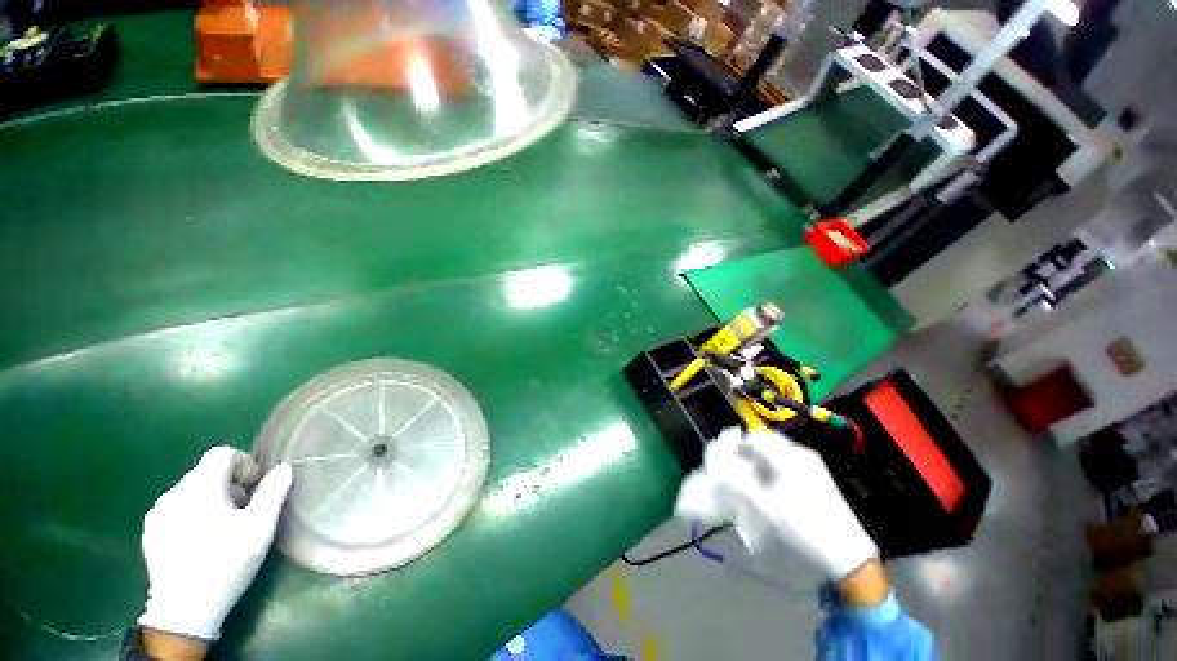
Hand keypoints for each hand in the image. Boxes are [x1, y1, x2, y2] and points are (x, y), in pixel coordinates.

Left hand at [139, 446, 293, 642]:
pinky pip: (175, 508)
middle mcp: (174, 492)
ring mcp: (158, 513)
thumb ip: (273, 492)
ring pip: (190, 491)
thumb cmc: (227, 562)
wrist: (185, 609)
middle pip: (205, 472)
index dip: (243, 463)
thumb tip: (283, 468)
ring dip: (210, 499)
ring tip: (223, 526)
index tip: (255, 485)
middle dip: (229, 484)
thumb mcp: (260, 527)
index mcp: (200, 487)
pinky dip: (192, 513)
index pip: (221, 454)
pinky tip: (201, 539)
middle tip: (245, 510)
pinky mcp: (150, 531)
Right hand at [675, 428, 877, 582]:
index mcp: (789, 456)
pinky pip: (787, 462)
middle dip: (746, 452)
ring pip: (776, 452)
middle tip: (734, 468)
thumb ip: (738, 482)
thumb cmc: (802, 527)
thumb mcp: (764, 508)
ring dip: (758, 460)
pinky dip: (772, 468)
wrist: (847, 554)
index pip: (754, 437)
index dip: (735, 444)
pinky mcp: (818, 477)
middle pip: (766, 442)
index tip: (723, 458)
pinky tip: (769, 487)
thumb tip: (718, 464)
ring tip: (749, 479)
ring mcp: (812, 464)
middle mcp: (802, 453)